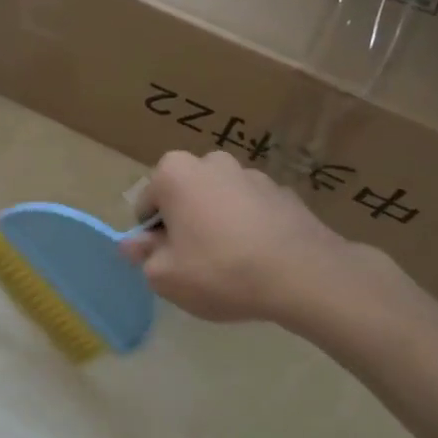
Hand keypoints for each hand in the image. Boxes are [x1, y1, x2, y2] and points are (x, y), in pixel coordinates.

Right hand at [122, 150, 401, 325]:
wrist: (303, 274)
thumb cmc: (220, 270)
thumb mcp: (165, 276)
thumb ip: (144, 256)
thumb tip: (133, 244)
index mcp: (175, 172)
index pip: (147, 203)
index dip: (151, 235)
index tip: (165, 261)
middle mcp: (212, 162)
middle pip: (184, 196)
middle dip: (184, 223)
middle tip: (194, 263)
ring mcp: (252, 174)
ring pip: (219, 201)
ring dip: (217, 223)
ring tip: (230, 263)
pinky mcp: (284, 193)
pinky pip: (252, 210)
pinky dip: (248, 227)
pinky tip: (258, 259)